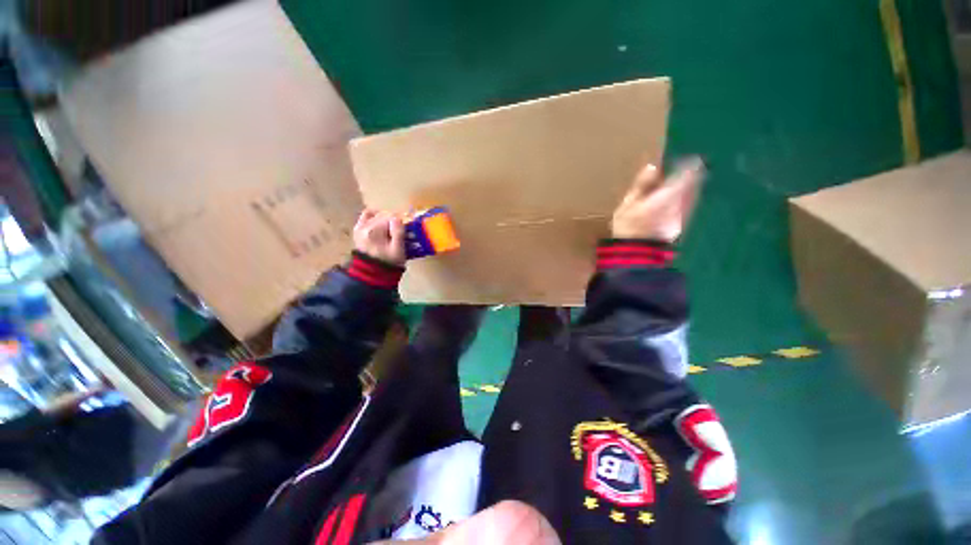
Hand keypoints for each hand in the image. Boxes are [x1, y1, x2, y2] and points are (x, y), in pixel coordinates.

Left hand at [354, 209, 405, 264]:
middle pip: (383, 215)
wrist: (372, 273)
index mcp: (374, 230)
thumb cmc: (388, 262)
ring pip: (376, 215)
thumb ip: (398, 232)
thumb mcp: (398, 249)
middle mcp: (364, 225)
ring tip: (392, 229)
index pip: (391, 216)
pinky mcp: (358, 230)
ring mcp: (359, 227)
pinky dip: (374, 218)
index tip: (408, 228)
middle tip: (402, 230)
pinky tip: (381, 224)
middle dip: (394, 220)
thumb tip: (398, 218)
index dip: (402, 221)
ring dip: (385, 219)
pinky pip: (366, 217)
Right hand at [611, 158, 704, 241]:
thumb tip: (653, 167)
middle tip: (685, 172)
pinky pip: (684, 210)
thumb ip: (642, 186)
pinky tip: (670, 206)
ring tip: (676, 189)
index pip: (687, 176)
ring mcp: (681, 218)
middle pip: (692, 187)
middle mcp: (680, 205)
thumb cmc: (628, 227)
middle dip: (689, 179)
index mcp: (669, 195)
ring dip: (686, 192)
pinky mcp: (678, 228)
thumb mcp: (628, 204)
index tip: (690, 161)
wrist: (635, 254)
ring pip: (689, 199)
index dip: (690, 167)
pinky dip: (681, 204)